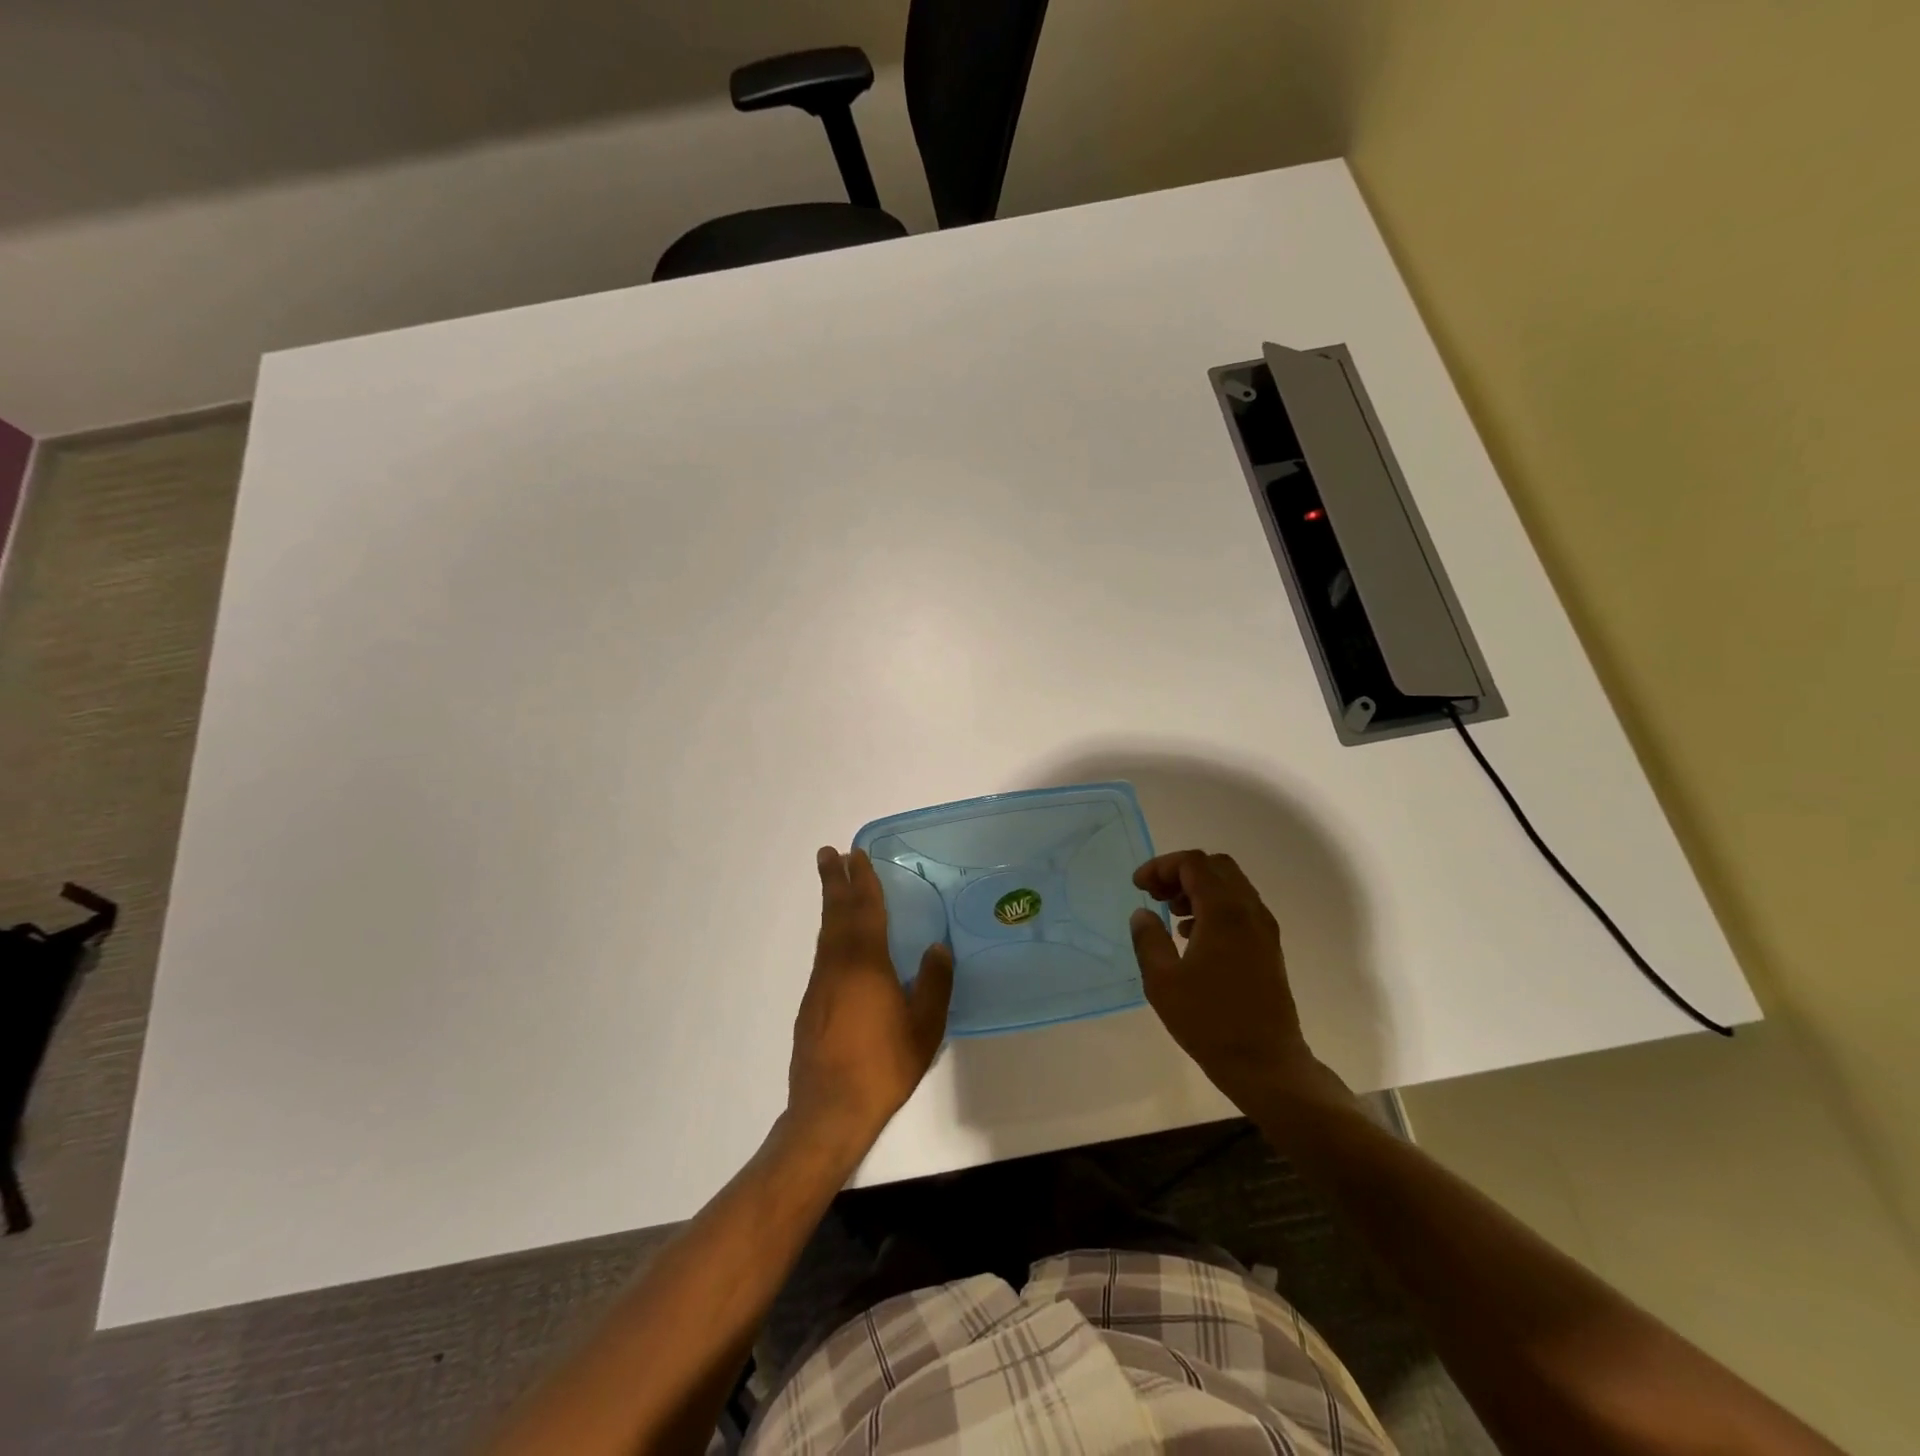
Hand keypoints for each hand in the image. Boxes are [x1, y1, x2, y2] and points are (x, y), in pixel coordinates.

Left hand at [787, 847, 953, 1155]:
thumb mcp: (924, 1027)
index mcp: (866, 964)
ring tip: (834, 886)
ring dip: (831, 905)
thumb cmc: (883, 1065)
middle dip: (834, 882)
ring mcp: (820, 985)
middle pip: (836, 913)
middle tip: (829, 853)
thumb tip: (937, 947)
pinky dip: (830, 934)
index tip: (855, 854)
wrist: (829, 1110)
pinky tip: (838, 944)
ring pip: (826, 933)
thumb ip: (934, 984)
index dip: (862, 881)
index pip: (865, 910)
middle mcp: (837, 965)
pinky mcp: (810, 1005)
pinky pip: (824, 955)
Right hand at [1129, 850, 1344, 1112]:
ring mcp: (1264, 929)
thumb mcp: (1162, 982)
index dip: (1161, 866)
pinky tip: (1191, 936)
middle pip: (1216, 867)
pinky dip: (1213, 906)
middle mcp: (1249, 911)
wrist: (1265, 1064)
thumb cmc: (1209, 1022)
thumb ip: (1148, 939)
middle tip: (1155, 894)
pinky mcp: (1268, 948)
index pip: (1193, 863)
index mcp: (1224, 912)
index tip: (1139, 886)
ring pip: (1231, 886)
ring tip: (1169, 913)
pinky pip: (1240, 908)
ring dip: (1198, 889)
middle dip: (1181, 872)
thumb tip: (1143, 914)